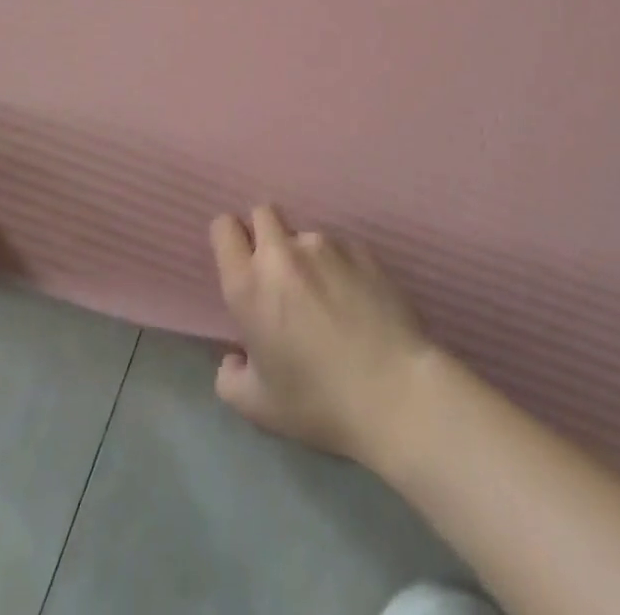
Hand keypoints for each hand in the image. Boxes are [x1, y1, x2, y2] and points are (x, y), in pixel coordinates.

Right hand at [208, 204, 433, 463]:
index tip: (239, 263)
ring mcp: (325, 246)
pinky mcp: (361, 250)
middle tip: (277, 275)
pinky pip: (339, 247)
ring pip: (302, 234)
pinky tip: (354, 300)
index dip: (229, 239)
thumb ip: (230, 378)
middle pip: (262, 213)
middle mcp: (283, 254)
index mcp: (249, 285)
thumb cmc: (319, 403)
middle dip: (263, 234)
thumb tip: (235, 358)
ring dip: (303, 255)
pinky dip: (338, 266)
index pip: (223, 227)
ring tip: (324, 297)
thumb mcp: (258, 408)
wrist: (396, 393)